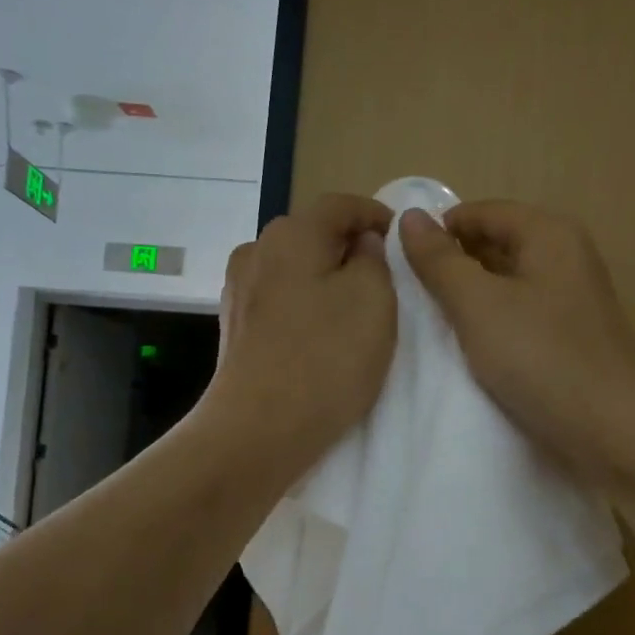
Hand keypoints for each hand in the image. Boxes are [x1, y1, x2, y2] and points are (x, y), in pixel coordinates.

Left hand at [205, 194, 396, 479]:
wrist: (258, 429)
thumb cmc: (326, 359)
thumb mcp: (374, 300)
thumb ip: (373, 259)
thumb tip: (360, 244)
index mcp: (292, 234)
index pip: (340, 204)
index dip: (374, 213)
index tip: (400, 234)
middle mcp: (256, 251)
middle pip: (311, 234)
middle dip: (348, 247)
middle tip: (383, 274)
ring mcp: (239, 290)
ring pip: (293, 268)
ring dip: (323, 277)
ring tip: (352, 306)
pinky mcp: (235, 327)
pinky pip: (279, 299)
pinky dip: (304, 304)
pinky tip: (318, 332)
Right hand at [399, 201, 634, 487]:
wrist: (613, 431)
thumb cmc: (542, 358)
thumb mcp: (479, 305)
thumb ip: (441, 262)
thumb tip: (411, 218)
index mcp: (549, 234)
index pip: (482, 212)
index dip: (440, 230)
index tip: (398, 262)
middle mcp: (565, 257)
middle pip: (497, 243)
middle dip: (453, 263)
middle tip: (409, 295)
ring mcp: (571, 300)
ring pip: (507, 283)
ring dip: (470, 296)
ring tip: (431, 321)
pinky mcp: (570, 337)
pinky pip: (520, 314)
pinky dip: (491, 322)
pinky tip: (469, 346)